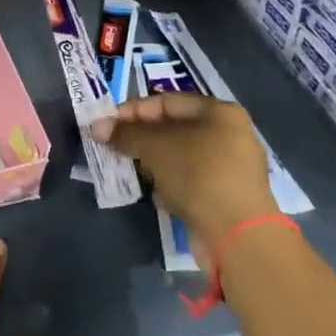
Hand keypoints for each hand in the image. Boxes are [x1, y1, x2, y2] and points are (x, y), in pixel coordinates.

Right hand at [91, 93, 275, 258]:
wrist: (237, 234)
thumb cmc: (197, 174)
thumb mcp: (155, 147)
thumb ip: (125, 134)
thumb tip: (98, 127)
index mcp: (219, 113)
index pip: (166, 101)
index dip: (133, 110)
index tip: (106, 124)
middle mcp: (228, 134)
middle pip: (173, 129)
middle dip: (140, 138)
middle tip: (113, 147)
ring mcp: (230, 167)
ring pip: (179, 156)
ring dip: (153, 162)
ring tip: (131, 170)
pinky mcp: (226, 195)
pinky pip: (189, 180)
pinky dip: (170, 183)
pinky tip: (156, 194)